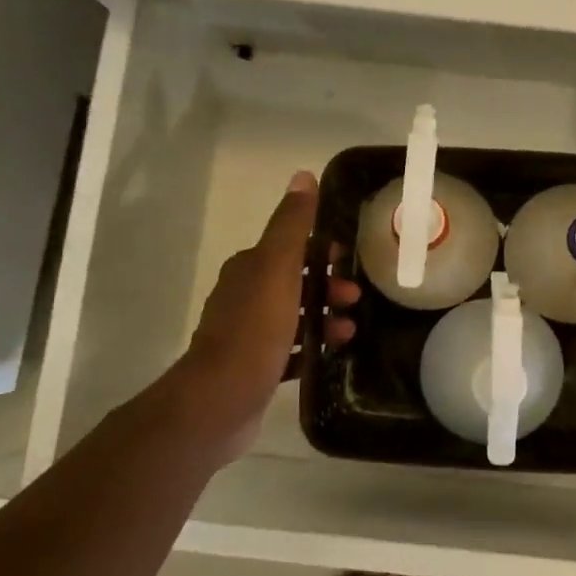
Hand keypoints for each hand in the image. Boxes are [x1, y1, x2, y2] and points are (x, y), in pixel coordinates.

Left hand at [165, 171, 359, 464]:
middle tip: (355, 302)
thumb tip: (303, 176)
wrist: (220, 400)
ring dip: (324, 320)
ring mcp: (247, 336)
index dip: (321, 253)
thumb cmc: (254, 329)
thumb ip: (292, 225)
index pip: (290, 249)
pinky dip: (311, 350)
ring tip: (349, 334)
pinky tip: (331, 358)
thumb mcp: (278, 268)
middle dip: (328, 289)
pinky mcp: (253, 369)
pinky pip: (290, 353)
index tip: (349, 262)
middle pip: (294, 284)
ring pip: (294, 319)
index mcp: (248, 270)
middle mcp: (244, 297)